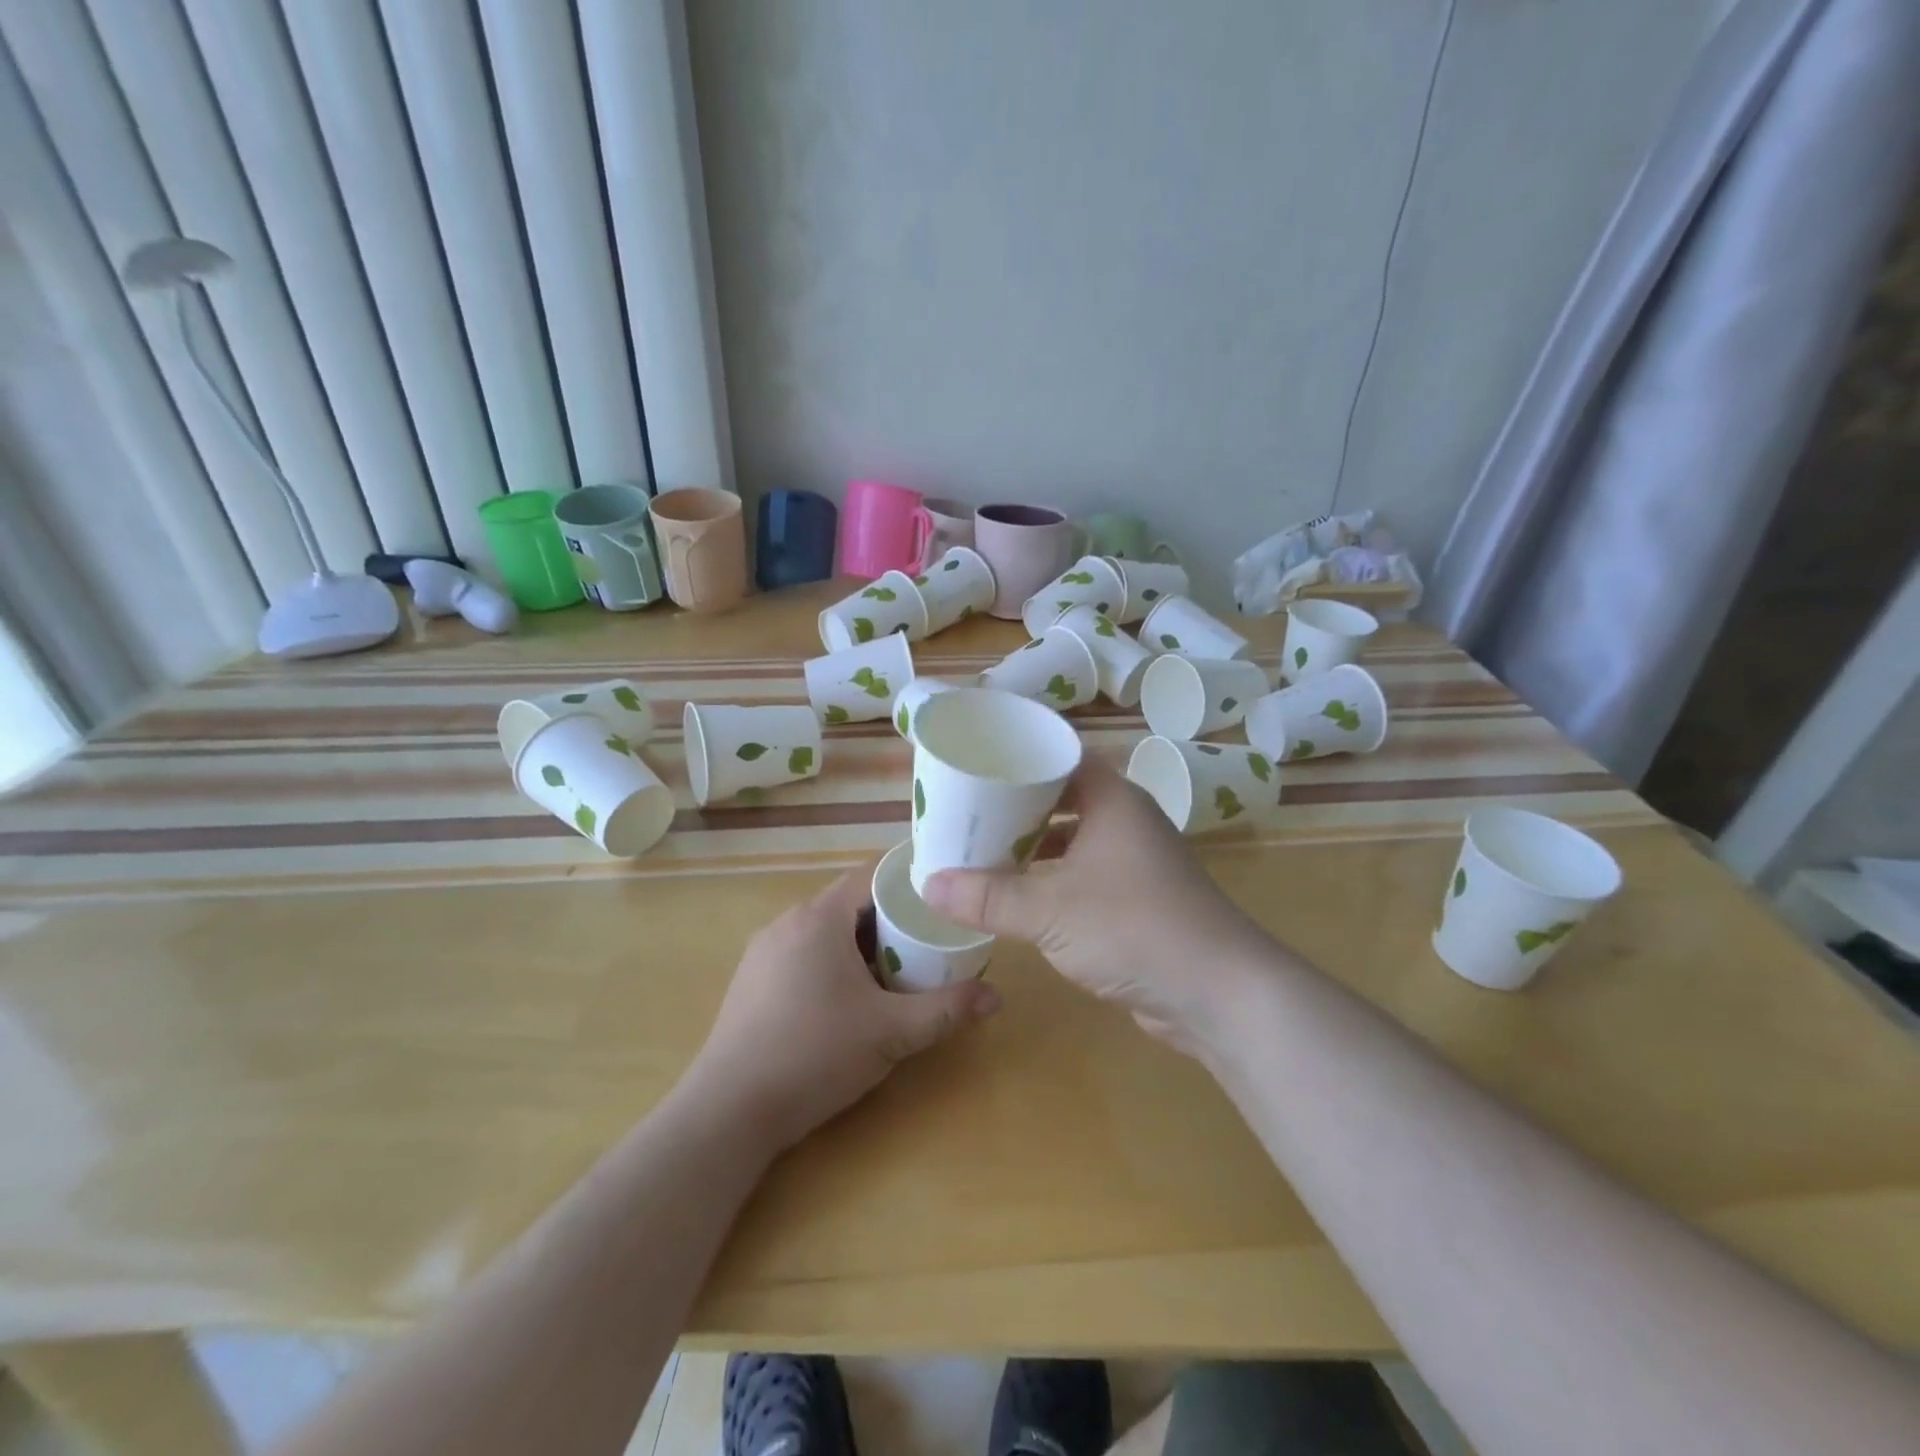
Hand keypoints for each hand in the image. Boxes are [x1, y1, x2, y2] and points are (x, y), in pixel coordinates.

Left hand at [688, 864, 1000, 1150]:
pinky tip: (845, 1003)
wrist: (729, 1111)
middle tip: (926, 947)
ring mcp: (763, 952)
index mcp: (819, 918)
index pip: (871, 877)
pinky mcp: (750, 981)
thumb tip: (997, 997)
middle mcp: (787, 922)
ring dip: (859, 946)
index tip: (940, 903)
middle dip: (889, 922)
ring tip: (893, 976)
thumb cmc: (815, 1054)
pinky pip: (801, 954)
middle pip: (849, 904)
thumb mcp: (891, 1033)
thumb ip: (946, 1010)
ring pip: (824, 932)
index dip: (908, 885)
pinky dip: (831, 964)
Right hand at [923, 756, 1276, 1055]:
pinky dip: (1050, 879)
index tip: (974, 758)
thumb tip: (928, 884)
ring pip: (1072, 838)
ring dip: (1031, 845)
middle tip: (965, 807)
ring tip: (980, 848)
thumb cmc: (1133, 928)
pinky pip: (1082, 874)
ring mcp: (1134, 862)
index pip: (1060, 754)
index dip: (1018, 754)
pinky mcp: (1136, 900)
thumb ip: (988, 898)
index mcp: (1112, 799)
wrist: (1219, 993)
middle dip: (1014, 804)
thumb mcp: (1050, 911)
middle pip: (1062, 796)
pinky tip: (1017, 895)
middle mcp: (1125, 820)